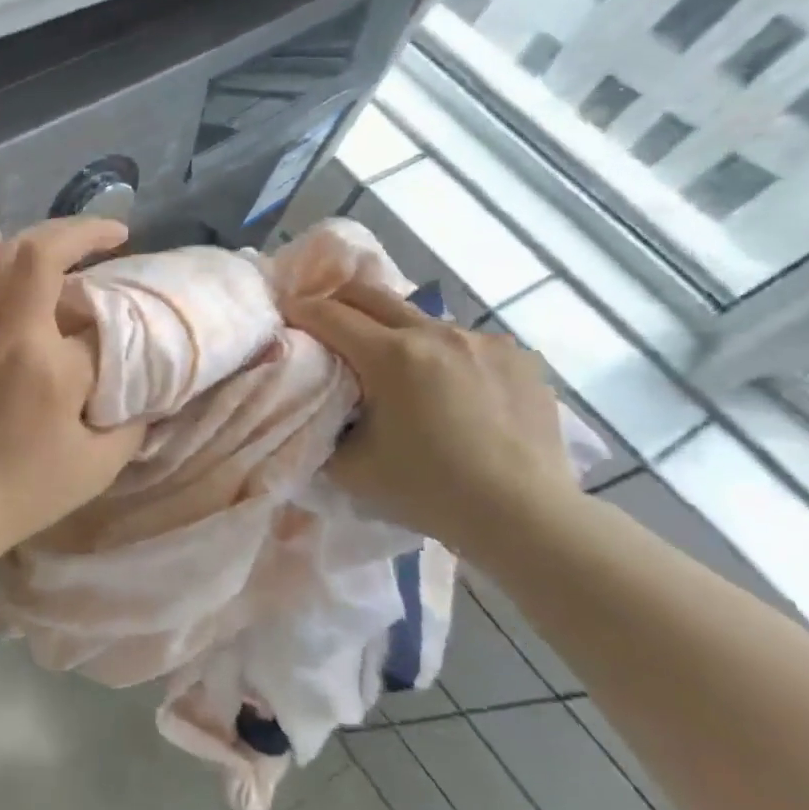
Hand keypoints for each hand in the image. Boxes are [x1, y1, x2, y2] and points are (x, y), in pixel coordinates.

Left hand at [0, 218, 145, 552]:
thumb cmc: (30, 488)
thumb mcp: (100, 462)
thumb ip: (134, 417)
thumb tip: (145, 384)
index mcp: (48, 361)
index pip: (96, 313)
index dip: (123, 310)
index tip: (137, 316)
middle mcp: (5, 329)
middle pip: (40, 251)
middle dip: (81, 231)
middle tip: (112, 235)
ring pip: (0, 256)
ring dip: (38, 236)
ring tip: (69, 241)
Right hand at [286, 283, 580, 551]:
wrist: (525, 516)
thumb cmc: (428, 491)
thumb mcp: (349, 467)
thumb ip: (321, 427)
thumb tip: (312, 406)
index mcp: (392, 356)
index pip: (328, 315)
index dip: (298, 312)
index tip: (283, 317)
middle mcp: (437, 334)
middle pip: (371, 294)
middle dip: (336, 301)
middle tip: (321, 324)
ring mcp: (484, 341)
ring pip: (420, 319)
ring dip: (393, 333)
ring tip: (393, 370)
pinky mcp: (519, 358)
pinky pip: (464, 342)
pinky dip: (441, 355)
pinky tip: (447, 391)